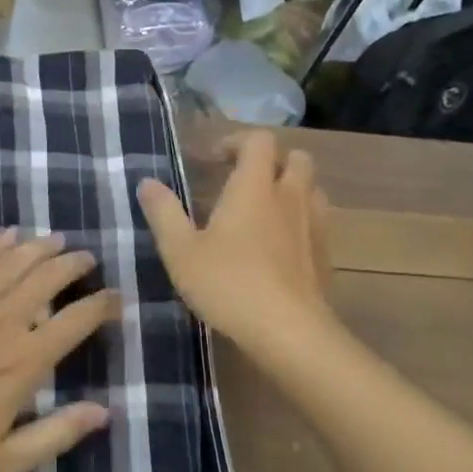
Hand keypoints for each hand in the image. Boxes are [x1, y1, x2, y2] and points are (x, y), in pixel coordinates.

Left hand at [0, 228, 119, 471]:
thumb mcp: (3, 462)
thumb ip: (56, 434)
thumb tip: (105, 412)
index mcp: (23, 362)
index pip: (75, 321)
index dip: (101, 305)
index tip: (117, 298)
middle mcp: (2, 323)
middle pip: (47, 279)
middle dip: (74, 264)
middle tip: (88, 259)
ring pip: (14, 263)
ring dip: (41, 248)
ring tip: (60, 240)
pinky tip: (9, 236)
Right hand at [137, 131, 334, 350]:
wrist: (288, 331)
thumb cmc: (228, 284)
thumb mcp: (181, 251)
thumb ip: (164, 213)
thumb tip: (147, 182)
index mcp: (254, 187)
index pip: (258, 140)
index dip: (237, 141)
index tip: (214, 160)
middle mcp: (289, 197)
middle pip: (296, 158)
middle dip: (272, 161)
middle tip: (244, 181)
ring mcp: (314, 226)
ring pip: (312, 189)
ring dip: (291, 189)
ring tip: (264, 211)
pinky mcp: (325, 255)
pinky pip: (317, 222)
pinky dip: (300, 222)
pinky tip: (280, 247)